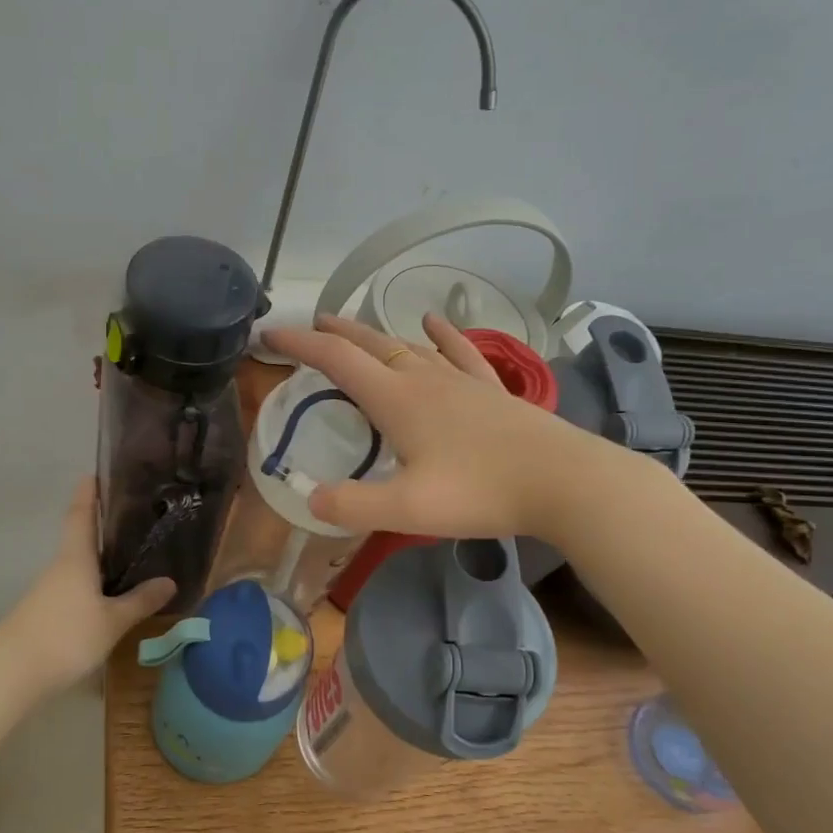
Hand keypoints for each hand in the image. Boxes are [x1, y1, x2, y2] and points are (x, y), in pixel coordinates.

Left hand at [0, 477, 174, 691]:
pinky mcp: (44, 613)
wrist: (9, 673)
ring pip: (77, 566)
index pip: (81, 515)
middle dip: (100, 526)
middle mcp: (60, 567)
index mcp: (75, 558)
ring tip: (128, 556)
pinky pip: (73, 588)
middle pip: (79, 539)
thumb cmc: (65, 635)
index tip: (95, 473)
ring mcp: (48, 591)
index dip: (88, 493)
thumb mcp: (112, 621)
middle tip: (131, 517)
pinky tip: (108, 596)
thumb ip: (139, 601)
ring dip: (98, 559)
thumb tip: (169, 581)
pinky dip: (91, 584)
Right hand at [260, 313, 638, 540]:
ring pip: (409, 346)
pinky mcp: (490, 389)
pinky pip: (459, 352)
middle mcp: (423, 379)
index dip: (300, 344)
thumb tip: (311, 499)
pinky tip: (435, 322)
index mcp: (396, 399)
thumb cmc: (480, 491)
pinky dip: (443, 334)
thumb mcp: (407, 510)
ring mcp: (460, 380)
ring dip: (377, 334)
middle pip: (370, 345)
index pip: (337, 361)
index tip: (270, 335)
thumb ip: (353, 505)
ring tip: (355, 327)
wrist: (562, 480)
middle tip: (311, 325)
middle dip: (335, 333)